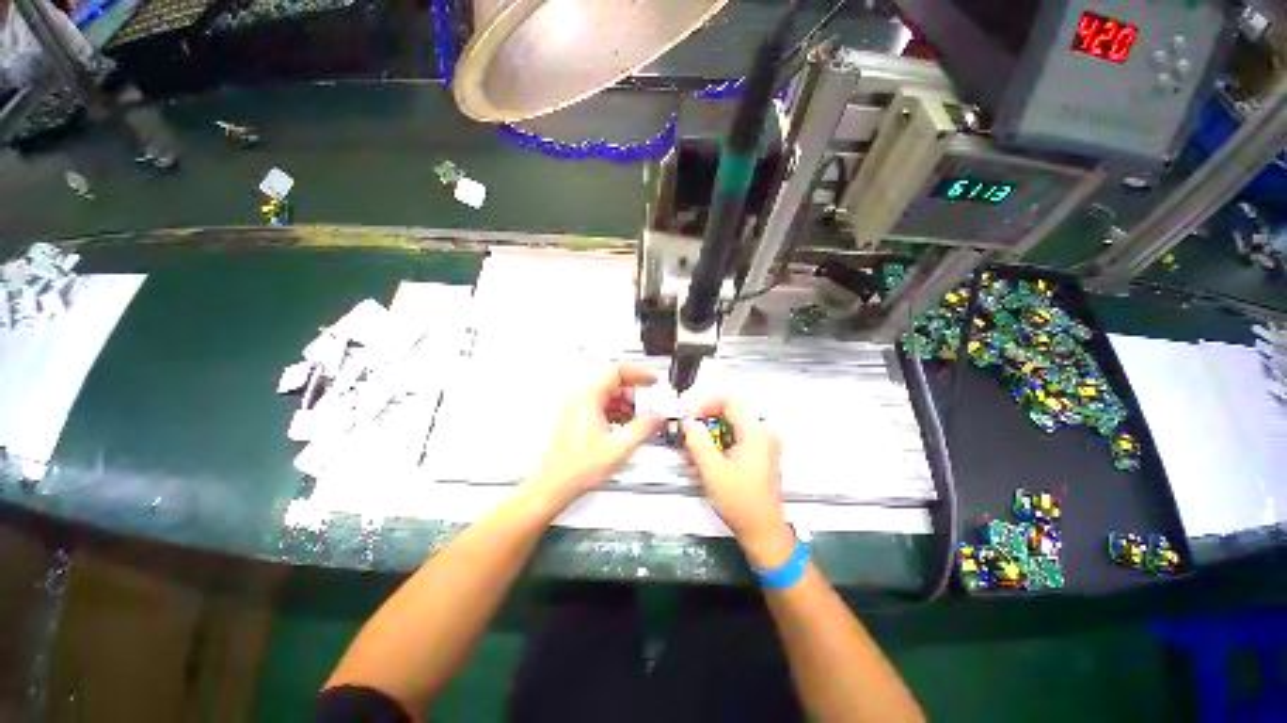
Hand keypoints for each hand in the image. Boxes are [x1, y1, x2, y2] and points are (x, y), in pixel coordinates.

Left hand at [526, 364, 663, 509]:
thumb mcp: (619, 447)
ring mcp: (576, 408)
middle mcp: (579, 398)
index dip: (639, 373)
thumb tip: (658, 416)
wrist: (553, 485)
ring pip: (607, 394)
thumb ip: (643, 427)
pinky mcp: (575, 418)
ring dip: (625, 404)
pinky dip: (615, 412)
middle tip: (648, 404)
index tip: (652, 380)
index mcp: (587, 397)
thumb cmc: (575, 468)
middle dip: (634, 393)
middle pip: (612, 382)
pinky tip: (623, 428)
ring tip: (638, 420)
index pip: (616, 370)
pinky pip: (600, 405)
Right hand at [683, 399, 794, 568]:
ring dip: (711, 436)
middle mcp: (764, 434)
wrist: (763, 531)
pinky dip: (720, 445)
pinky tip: (708, 462)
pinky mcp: (761, 456)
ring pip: (732, 428)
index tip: (692, 419)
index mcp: (756, 432)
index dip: (707, 405)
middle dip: (707, 423)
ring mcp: (764, 445)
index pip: (730, 402)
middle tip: (690, 437)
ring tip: (696, 453)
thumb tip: (689, 422)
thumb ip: (697, 440)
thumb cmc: (739, 501)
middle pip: (731, 414)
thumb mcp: (711, 469)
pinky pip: (737, 440)